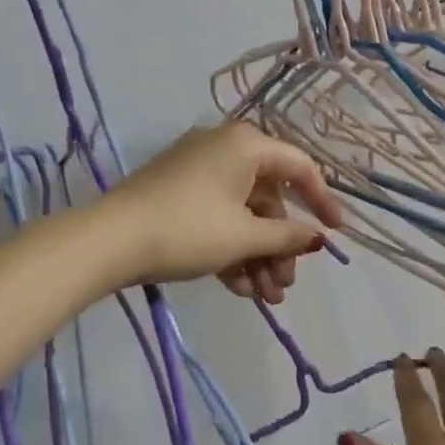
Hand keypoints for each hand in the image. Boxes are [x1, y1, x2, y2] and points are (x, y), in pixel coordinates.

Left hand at [101, 123, 342, 299]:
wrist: (108, 242)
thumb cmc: (188, 229)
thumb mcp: (245, 236)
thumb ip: (288, 236)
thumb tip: (317, 238)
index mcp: (245, 145)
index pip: (299, 168)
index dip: (322, 202)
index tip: (335, 234)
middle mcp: (224, 149)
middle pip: (269, 200)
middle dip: (280, 247)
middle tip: (285, 285)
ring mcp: (197, 173)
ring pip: (243, 215)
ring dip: (258, 257)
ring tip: (265, 298)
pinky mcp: (177, 195)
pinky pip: (218, 219)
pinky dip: (231, 251)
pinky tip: (239, 289)